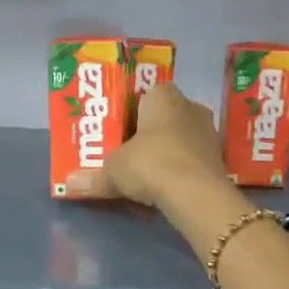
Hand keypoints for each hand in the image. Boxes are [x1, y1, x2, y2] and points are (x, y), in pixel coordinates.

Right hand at [68, 83, 225, 206]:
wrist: (195, 194)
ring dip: (167, 151)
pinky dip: (181, 168)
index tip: (118, 132)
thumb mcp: (113, 170)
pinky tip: (167, 185)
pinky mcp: (219, 158)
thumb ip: (93, 176)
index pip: (145, 94)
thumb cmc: (149, 163)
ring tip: (146, 172)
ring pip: (181, 137)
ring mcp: (209, 132)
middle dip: (149, 133)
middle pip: (164, 117)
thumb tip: (70, 184)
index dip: (130, 112)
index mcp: (163, 95)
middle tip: (128, 152)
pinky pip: (193, 158)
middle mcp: (190, 106)